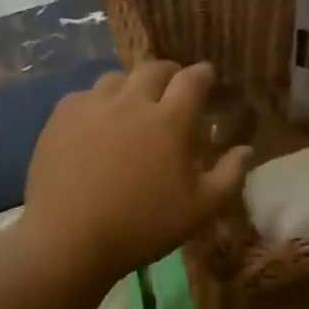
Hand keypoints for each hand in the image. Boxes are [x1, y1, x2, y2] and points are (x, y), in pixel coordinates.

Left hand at [24, 61, 251, 280]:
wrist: (68, 240)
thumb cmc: (142, 226)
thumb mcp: (200, 209)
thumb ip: (230, 175)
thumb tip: (247, 149)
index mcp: (170, 119)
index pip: (193, 78)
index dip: (204, 75)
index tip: (208, 79)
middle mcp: (132, 100)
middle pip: (155, 69)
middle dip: (170, 74)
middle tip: (174, 91)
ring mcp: (92, 105)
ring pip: (118, 78)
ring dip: (133, 86)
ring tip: (134, 106)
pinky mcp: (61, 116)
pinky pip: (85, 95)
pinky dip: (99, 102)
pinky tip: (97, 123)